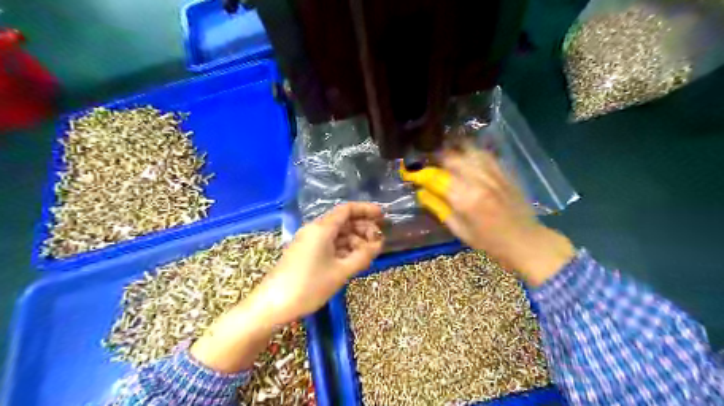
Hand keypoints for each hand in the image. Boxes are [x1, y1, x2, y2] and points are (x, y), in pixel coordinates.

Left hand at [193, 201, 383, 372]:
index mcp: (322, 228)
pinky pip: (328, 244)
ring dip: (354, 240)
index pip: (347, 209)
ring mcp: (308, 241)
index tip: (383, 216)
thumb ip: (363, 256)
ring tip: (368, 253)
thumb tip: (378, 244)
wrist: (272, 305)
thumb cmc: (309, 286)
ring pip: (336, 233)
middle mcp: (314, 229)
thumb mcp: (341, 272)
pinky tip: (353, 259)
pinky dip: (343, 248)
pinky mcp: (305, 252)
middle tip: (378, 240)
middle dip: (362, 227)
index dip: (366, 210)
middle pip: (342, 221)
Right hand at [402, 147, 571, 286]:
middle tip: (424, 162)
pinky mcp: (503, 171)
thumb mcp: (458, 230)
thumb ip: (438, 208)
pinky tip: (464, 155)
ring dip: (451, 150)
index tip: (407, 171)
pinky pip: (483, 153)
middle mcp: (478, 180)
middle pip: (450, 157)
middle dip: (433, 158)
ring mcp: (493, 172)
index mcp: (465, 198)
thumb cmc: (488, 241)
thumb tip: (421, 192)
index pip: (435, 178)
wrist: (525, 240)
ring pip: (467, 150)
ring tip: (441, 155)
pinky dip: (470, 152)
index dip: (419, 173)